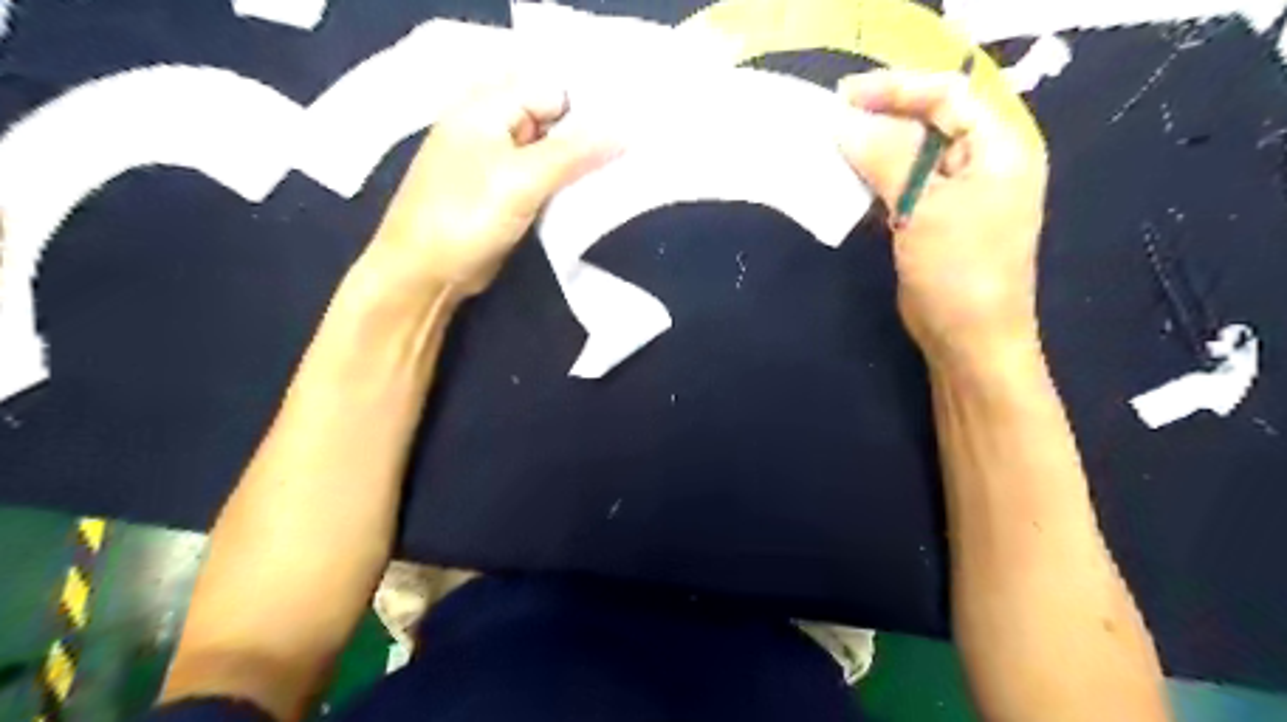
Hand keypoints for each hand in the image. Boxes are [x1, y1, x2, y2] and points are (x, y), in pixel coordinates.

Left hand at [368, 80, 622, 297]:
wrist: (425, 274)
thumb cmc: (466, 217)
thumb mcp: (522, 179)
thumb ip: (574, 152)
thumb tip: (625, 131)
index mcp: (486, 106)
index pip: (551, 89)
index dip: (588, 106)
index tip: (628, 128)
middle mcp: (491, 126)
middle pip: (551, 118)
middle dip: (588, 136)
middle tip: (630, 154)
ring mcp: (496, 162)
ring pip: (550, 152)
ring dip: (580, 165)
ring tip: (619, 175)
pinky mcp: (503, 194)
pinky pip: (542, 179)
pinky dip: (565, 186)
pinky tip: (592, 195)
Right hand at [840, 67, 1049, 369]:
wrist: (968, 340)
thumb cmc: (959, 272)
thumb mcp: (926, 207)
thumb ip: (888, 157)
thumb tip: (844, 122)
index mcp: (999, 148)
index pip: (947, 96)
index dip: (896, 89)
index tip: (843, 97)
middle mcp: (983, 163)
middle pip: (929, 122)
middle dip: (881, 118)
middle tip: (832, 121)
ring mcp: (958, 194)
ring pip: (911, 155)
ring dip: (873, 150)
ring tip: (833, 148)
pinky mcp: (935, 220)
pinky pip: (903, 186)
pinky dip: (875, 181)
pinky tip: (848, 181)